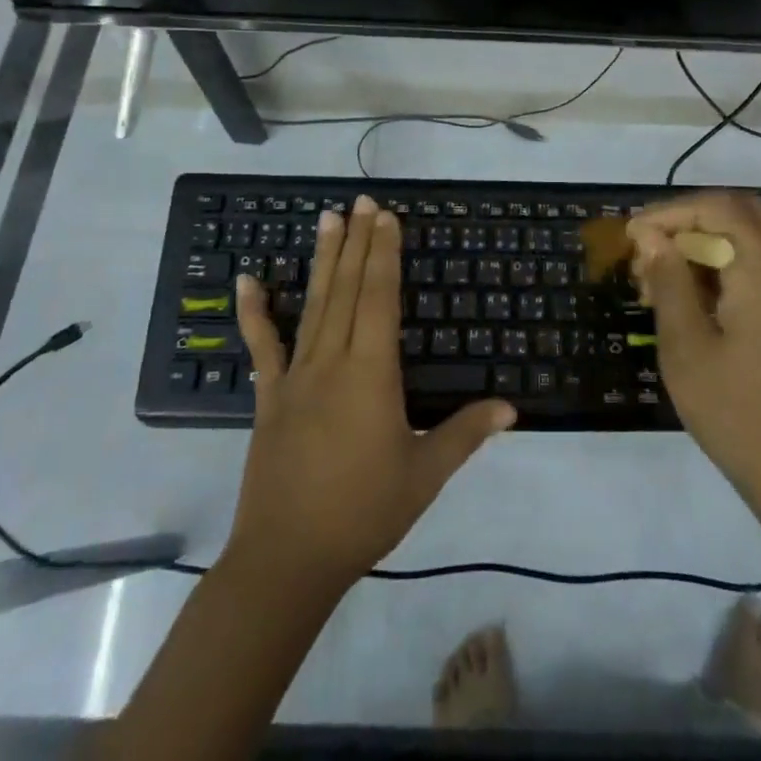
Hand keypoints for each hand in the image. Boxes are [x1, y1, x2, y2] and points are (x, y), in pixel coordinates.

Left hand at [229, 197, 515, 593]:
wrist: (287, 559)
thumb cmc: (364, 513)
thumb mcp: (425, 474)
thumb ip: (466, 433)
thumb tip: (512, 407)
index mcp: (372, 374)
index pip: (380, 298)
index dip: (384, 254)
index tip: (386, 217)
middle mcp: (333, 361)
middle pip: (348, 289)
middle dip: (359, 242)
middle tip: (362, 201)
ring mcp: (296, 376)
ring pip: (313, 305)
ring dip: (323, 260)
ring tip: (327, 219)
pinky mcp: (269, 397)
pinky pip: (263, 346)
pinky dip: (254, 312)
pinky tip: (248, 280)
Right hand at [627, 191, 760, 534]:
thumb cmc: (736, 412)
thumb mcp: (687, 347)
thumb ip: (669, 282)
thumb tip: (652, 238)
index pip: (719, 208)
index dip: (671, 211)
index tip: (634, 236)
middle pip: (741, 213)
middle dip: (690, 220)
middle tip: (651, 248)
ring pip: (750, 239)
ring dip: (704, 243)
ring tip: (661, 279)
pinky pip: (758, 268)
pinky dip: (723, 266)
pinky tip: (690, 300)